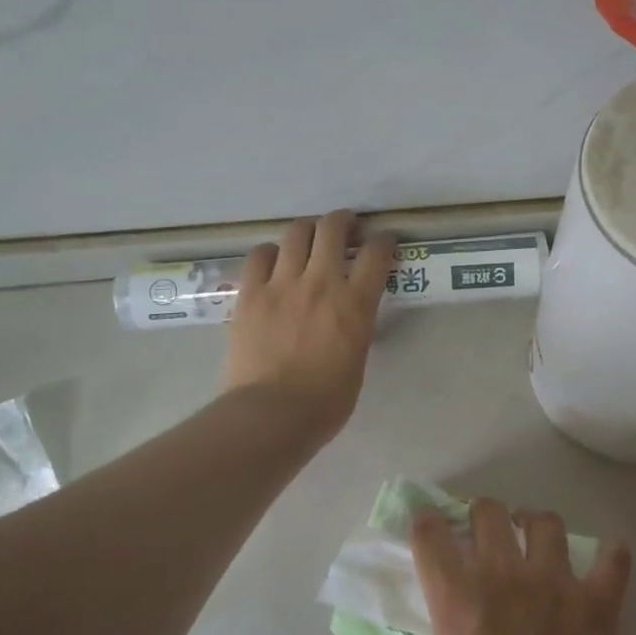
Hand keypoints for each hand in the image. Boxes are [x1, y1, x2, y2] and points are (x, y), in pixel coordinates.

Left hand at [224, 211, 393, 439]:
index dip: (384, 240)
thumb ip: (356, 327)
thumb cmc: (325, 401)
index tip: (383, 240)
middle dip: (343, 221)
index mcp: (355, 304)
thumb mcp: (357, 359)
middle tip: (346, 229)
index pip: (377, 254)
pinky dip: (271, 252)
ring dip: (308, 230)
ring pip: (296, 232)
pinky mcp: (251, 293)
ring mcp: (282, 284)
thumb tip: (349, 316)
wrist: (272, 414)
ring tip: (309, 239)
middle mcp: (321, 283)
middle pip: (333, 228)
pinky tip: (273, 262)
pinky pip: (259, 255)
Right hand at [412, 498, 633, 634]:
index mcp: (458, 603)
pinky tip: (605, 563)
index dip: (426, 524)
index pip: (431, 536)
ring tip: (537, 540)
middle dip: (483, 516)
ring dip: (536, 526)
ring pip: (546, 522)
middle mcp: (504, 580)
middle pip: (489, 512)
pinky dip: (610, 558)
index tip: (429, 525)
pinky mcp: (597, 605)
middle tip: (487, 533)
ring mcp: (555, 587)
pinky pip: (612, 560)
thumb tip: (463, 629)